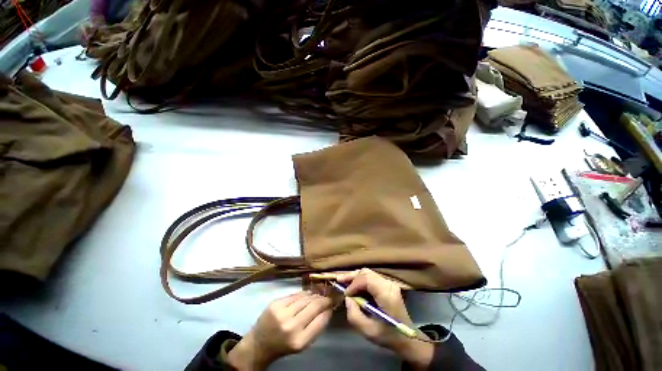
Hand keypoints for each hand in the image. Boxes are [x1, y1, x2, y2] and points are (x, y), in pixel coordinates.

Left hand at [228, 291, 332, 369]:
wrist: (259, 343)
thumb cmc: (284, 345)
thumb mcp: (302, 343)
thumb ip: (316, 327)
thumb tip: (328, 308)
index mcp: (300, 341)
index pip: (321, 320)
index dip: (328, 309)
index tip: (332, 304)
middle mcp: (291, 326)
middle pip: (314, 305)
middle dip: (323, 299)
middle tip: (328, 296)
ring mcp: (282, 313)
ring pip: (305, 297)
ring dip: (314, 295)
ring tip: (318, 294)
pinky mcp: (276, 303)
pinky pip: (295, 294)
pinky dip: (303, 293)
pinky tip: (307, 294)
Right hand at [337, 269, 432, 369]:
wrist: (407, 337)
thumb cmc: (388, 336)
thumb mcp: (368, 331)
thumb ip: (354, 315)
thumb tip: (347, 298)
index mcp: (386, 294)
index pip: (367, 279)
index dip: (353, 284)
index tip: (345, 294)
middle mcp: (389, 284)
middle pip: (366, 273)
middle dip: (351, 276)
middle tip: (339, 281)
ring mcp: (389, 283)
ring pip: (368, 273)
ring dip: (355, 277)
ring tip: (343, 282)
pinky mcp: (387, 284)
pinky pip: (371, 277)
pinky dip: (360, 280)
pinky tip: (353, 286)